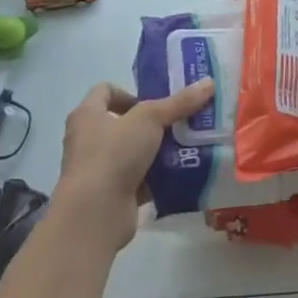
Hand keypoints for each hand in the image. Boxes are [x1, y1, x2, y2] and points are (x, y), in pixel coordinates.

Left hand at [54, 79, 213, 252]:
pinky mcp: (112, 195)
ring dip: (159, 150)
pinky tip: (182, 172)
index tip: (156, 100)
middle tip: (182, 121)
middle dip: (154, 122)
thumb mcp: (150, 119)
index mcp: (87, 115)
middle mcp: (88, 140)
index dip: (130, 91)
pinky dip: (159, 177)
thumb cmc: (113, 154)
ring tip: (189, 144)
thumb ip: (179, 102)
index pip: (105, 91)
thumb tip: (209, 82)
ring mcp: (99, 170)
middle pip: (124, 123)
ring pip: (134, 152)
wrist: (94, 215)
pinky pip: (140, 179)